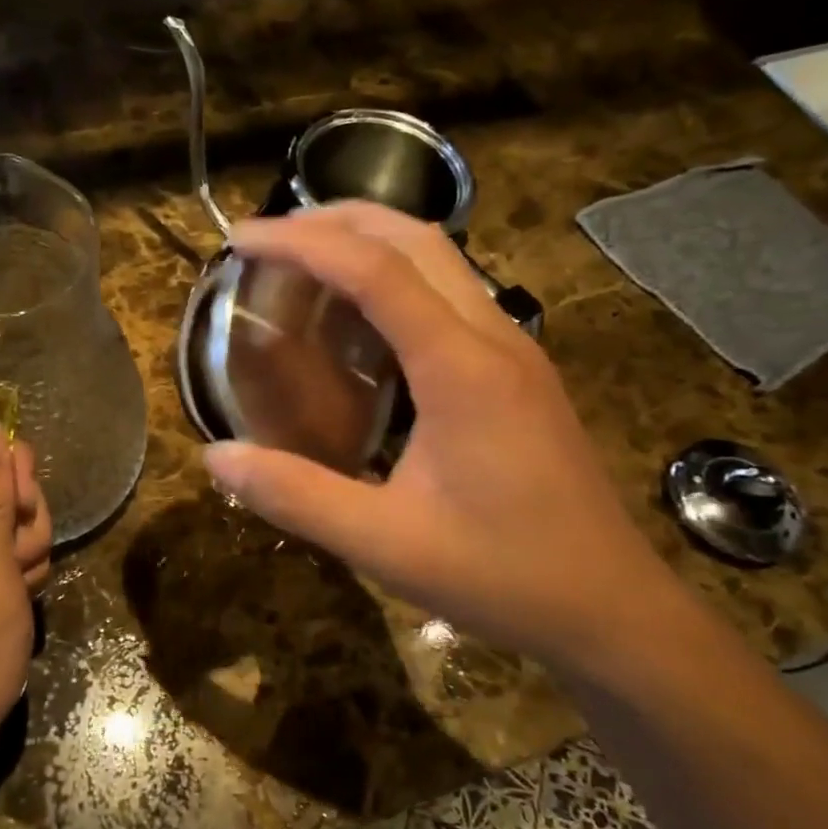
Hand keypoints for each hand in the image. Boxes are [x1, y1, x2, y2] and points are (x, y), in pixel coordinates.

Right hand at [202, 202, 691, 673]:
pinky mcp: (516, 372)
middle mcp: (493, 338)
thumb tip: (216, 457)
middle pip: (414, 238)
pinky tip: (360, 323)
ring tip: (305, 263)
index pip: (375, 269)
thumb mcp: (384, 543)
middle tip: (270, 237)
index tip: (241, 240)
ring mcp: (513, 350)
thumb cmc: (502, 575)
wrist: (611, 609)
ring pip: (439, 259)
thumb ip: (295, 496)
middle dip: (338, 219)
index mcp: (461, 368)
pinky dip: (395, 280)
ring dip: (370, 242)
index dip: (302, 243)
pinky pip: (450, 295)